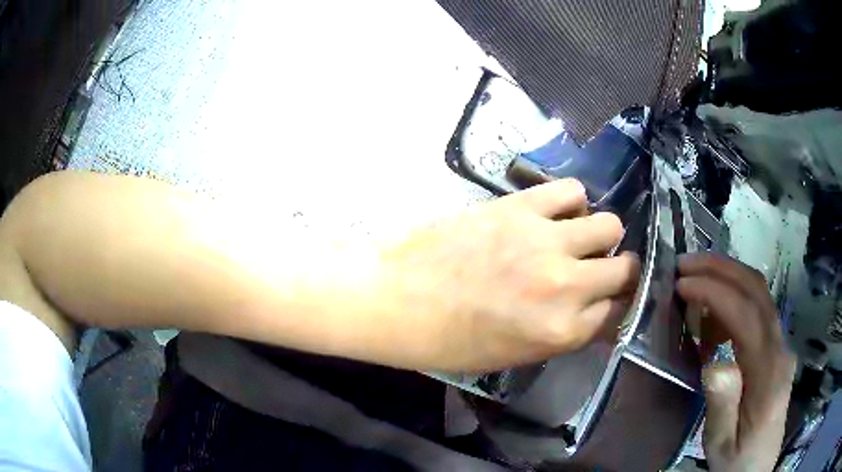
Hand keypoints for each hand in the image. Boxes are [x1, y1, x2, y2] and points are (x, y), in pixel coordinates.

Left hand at [381, 179, 639, 371]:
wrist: (395, 299)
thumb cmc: (447, 340)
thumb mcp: (513, 356)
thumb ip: (562, 334)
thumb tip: (595, 312)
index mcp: (560, 332)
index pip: (615, 313)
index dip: (612, 306)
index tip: (605, 300)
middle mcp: (565, 286)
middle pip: (624, 269)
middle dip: (618, 272)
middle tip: (597, 269)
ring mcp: (545, 241)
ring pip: (609, 225)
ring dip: (600, 235)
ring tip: (578, 238)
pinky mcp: (520, 207)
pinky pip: (571, 191)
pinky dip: (572, 202)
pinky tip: (556, 213)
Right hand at [677, 254, 795, 471]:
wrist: (758, 466)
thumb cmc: (736, 459)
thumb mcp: (721, 444)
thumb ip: (722, 405)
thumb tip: (714, 362)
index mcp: (769, 374)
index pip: (747, 315)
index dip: (715, 292)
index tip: (681, 284)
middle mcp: (780, 348)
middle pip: (757, 290)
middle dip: (721, 269)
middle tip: (684, 265)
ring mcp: (780, 344)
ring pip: (759, 293)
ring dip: (726, 277)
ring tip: (694, 281)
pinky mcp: (775, 347)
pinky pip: (757, 310)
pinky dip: (733, 299)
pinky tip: (712, 317)